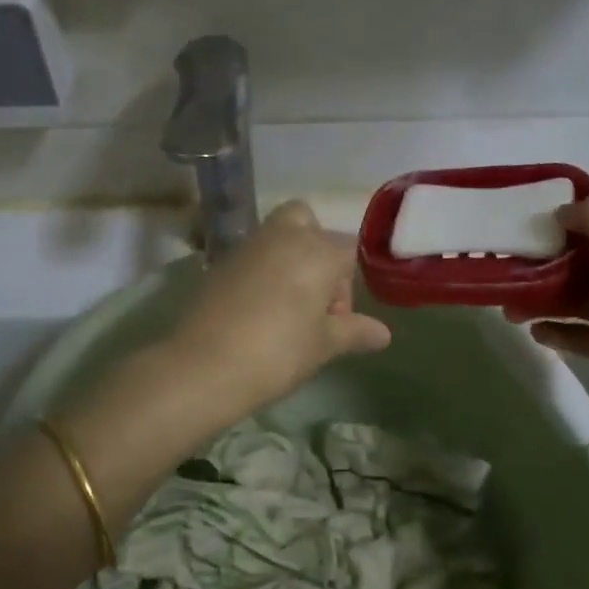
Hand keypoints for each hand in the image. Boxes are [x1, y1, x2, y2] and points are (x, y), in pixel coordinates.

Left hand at [166, 201, 391, 426]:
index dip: (348, 286)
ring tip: (287, 308)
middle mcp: (283, 237)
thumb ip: (354, 331)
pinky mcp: (220, 263)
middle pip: (307, 222)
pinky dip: (261, 272)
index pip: (348, 251)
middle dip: (316, 250)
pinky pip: (252, 256)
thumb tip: (383, 334)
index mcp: (317, 251)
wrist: (205, 366)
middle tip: (314, 297)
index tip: (337, 320)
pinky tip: (257, 311)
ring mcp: (248, 247)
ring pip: (277, 235)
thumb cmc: (278, 353)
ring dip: (288, 259)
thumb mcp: (324, 345)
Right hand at [507, 192, 588, 402]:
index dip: (569, 220)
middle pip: (582, 263)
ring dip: (542, 301)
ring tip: (510, 309)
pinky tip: (533, 331)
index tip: (531, 224)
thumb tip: (562, 211)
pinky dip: (556, 332)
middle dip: (545, 264)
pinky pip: (580, 334)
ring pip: (576, 300)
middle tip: (510, 270)